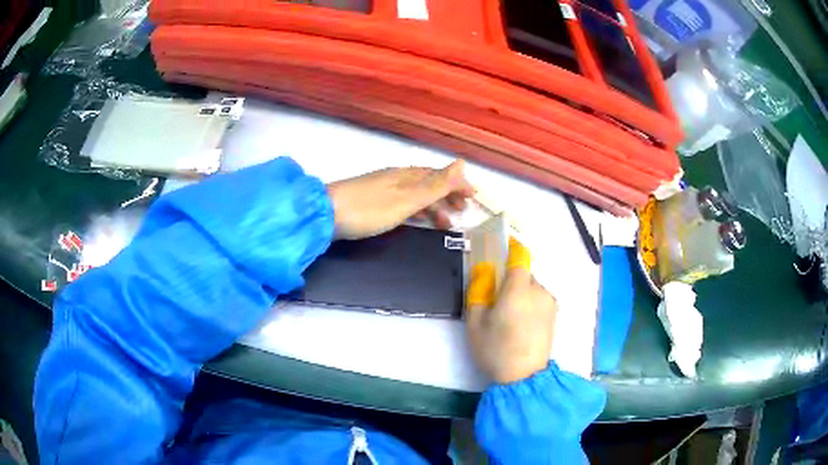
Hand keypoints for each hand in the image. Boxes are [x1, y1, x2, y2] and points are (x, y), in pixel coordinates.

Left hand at [326, 160, 474, 239]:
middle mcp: (397, 178)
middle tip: (463, 211)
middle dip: (448, 195)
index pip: (440, 175)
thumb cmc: (368, 209)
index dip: (458, 184)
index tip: (474, 197)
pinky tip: (416, 220)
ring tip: (445, 223)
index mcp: (407, 175)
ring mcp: (383, 189)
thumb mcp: (406, 199)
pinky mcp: (371, 201)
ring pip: (416, 194)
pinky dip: (416, 210)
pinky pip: (403, 203)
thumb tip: (462, 162)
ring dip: (433, 206)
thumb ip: (435, 185)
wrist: (324, 214)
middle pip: (429, 183)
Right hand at [466, 239, 557, 383]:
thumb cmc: (495, 349)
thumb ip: (478, 291)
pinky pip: (539, 300)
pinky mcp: (554, 316)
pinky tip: (521, 325)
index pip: (520, 257)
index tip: (502, 249)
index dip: (512, 249)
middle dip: (511, 281)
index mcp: (518, 289)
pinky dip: (530, 304)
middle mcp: (539, 290)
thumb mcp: (475, 322)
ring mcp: (550, 303)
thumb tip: (484, 271)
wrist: (523, 377)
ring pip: (533, 288)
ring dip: (521, 294)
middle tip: (497, 300)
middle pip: (524, 274)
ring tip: (509, 317)